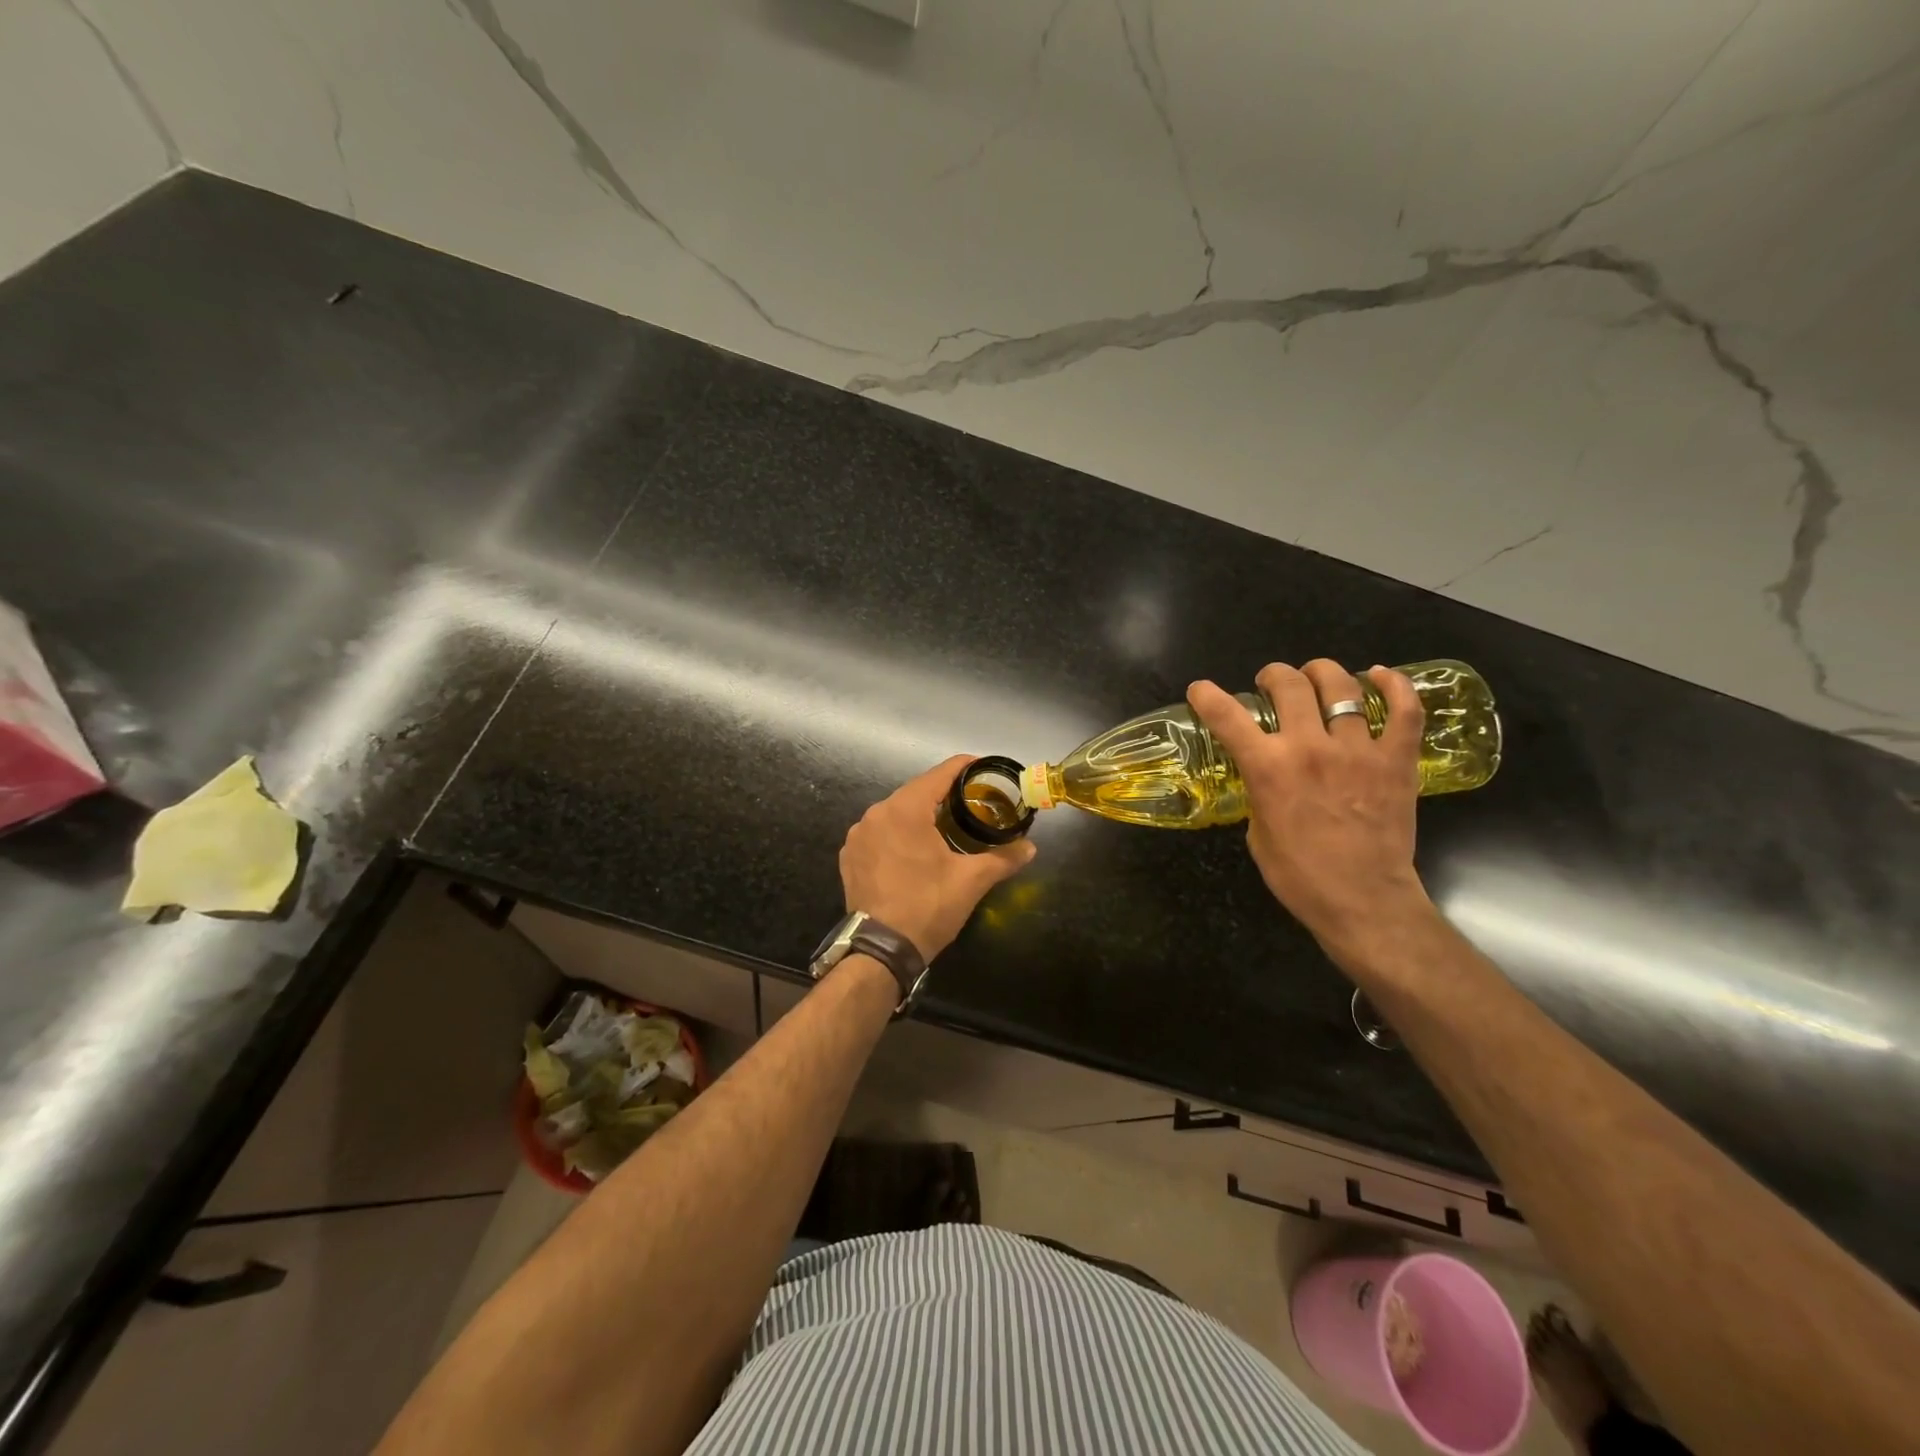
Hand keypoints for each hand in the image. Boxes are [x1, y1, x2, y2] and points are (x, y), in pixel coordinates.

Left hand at [839, 756, 1037, 961]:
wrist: (880, 950)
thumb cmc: (928, 907)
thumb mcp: (971, 881)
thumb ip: (1003, 858)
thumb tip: (1030, 848)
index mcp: (905, 810)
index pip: (939, 774)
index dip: (963, 767)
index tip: (982, 767)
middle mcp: (876, 814)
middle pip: (916, 792)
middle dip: (942, 794)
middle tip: (970, 801)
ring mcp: (858, 835)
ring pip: (895, 813)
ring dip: (918, 815)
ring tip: (944, 825)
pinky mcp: (849, 856)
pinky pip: (878, 833)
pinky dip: (897, 834)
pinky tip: (913, 850)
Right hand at [1188, 661, 1434, 960]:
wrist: (1363, 901)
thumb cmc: (1299, 876)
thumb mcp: (1257, 832)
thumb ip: (1259, 792)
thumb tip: (1265, 775)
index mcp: (1268, 768)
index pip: (1227, 716)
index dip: (1207, 695)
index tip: (1200, 689)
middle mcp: (1310, 747)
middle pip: (1289, 685)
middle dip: (1273, 675)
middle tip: (1271, 682)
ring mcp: (1358, 750)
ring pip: (1341, 687)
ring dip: (1322, 673)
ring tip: (1317, 677)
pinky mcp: (1396, 759)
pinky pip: (1404, 709)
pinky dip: (1394, 685)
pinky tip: (1380, 676)